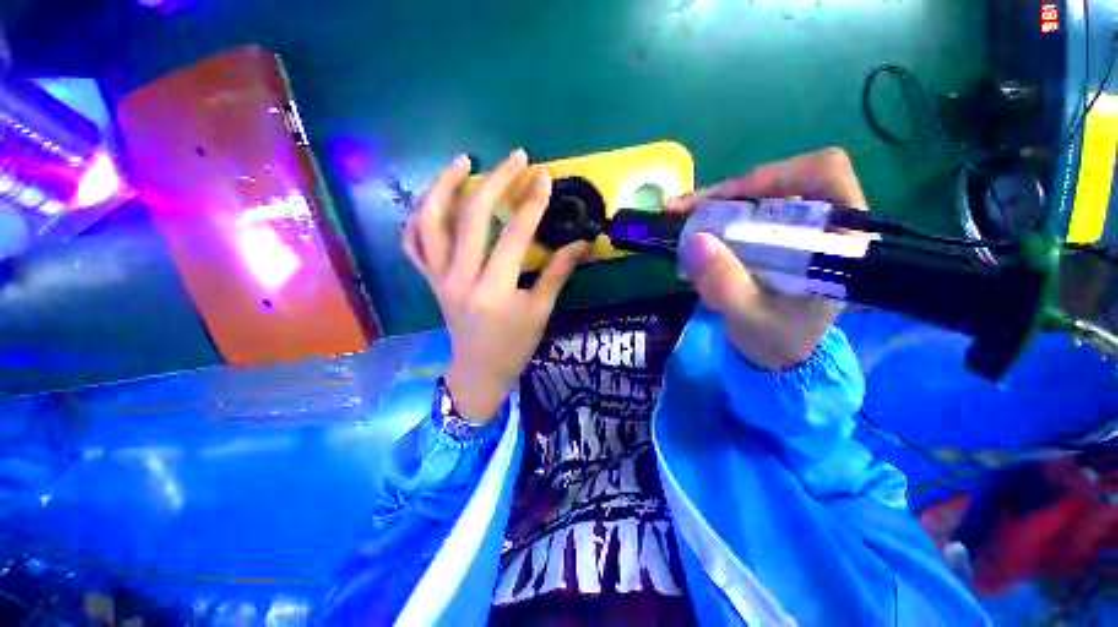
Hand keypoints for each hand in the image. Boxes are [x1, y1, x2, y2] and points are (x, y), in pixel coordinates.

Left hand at [404, 150, 588, 421]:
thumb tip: (583, 244)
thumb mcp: (540, 312)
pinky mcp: (429, 280)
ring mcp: (438, 277)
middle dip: (496, 182)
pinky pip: (413, 242)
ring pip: (430, 222)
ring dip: (444, 186)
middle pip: (473, 217)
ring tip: (462, 162)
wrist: (478, 370)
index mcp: (494, 290)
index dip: (531, 203)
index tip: (544, 176)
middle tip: (515, 159)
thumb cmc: (513, 346)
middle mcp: (461, 278)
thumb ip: (558, 273)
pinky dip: (418, 217)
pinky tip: (433, 199)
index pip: (514, 235)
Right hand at [665, 148, 868, 370]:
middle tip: (682, 211)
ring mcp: (795, 229)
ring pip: (754, 198)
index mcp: (839, 239)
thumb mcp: (749, 316)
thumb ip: (725, 283)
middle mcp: (822, 223)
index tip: (726, 200)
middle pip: (777, 182)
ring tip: (677, 224)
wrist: (776, 353)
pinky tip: (689, 242)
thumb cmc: (776, 339)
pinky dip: (710, 224)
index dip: (773, 175)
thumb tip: (695, 240)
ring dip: (711, 209)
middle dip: (725, 196)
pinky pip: (740, 216)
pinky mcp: (772, 238)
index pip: (822, 174)